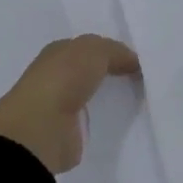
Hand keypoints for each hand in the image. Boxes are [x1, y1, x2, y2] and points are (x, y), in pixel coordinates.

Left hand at [0, 35, 140, 173]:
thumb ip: (116, 52)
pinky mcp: (66, 134)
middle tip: (142, 78)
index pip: (87, 48)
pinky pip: (92, 123)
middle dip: (110, 74)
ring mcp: (59, 108)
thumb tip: (134, 63)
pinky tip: (124, 121)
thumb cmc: (63, 80)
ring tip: (139, 99)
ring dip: (108, 98)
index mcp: (57, 54)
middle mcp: (55, 78)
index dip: (110, 51)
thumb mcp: (95, 51)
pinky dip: (105, 121)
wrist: (40, 128)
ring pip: (91, 97)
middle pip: (88, 72)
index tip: (137, 60)